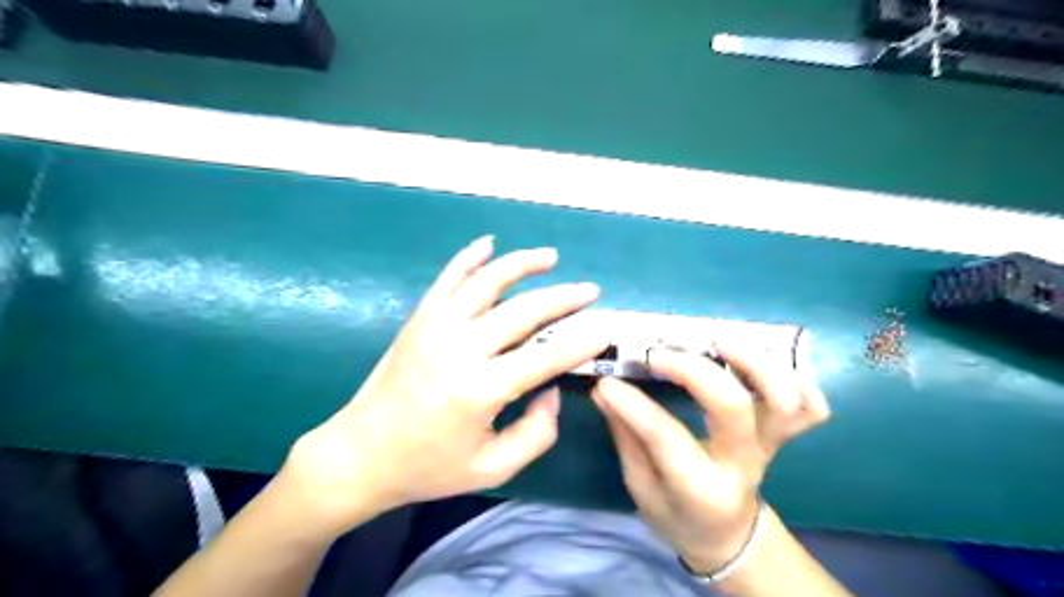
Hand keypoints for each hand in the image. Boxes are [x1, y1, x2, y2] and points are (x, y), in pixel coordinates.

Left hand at [282, 235, 607, 539]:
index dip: (579, 342)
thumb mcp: (493, 469)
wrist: (360, 454)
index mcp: (480, 391)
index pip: (544, 357)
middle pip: (522, 311)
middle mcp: (459, 349)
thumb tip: (552, 389)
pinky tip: (488, 242)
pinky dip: (469, 257)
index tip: (605, 328)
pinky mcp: (419, 319)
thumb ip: (536, 434)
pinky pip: (447, 279)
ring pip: (486, 282)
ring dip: (521, 264)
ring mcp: (435, 327)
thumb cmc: (429, 466)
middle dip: (563, 298)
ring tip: (550, 257)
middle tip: (590, 291)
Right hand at [590, 344, 830, 573]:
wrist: (727, 534)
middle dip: (692, 369)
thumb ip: (626, 436)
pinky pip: (811, 406)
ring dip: (752, 361)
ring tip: (715, 341)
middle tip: (658, 354)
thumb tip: (605, 388)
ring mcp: (770, 446)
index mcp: (701, 488)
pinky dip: (796, 378)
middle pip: (732, 406)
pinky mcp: (783, 434)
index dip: (634, 404)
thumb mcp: (641, 487)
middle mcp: (743, 463)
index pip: (666, 437)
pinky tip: (760, 361)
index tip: (607, 382)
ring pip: (784, 399)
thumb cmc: (677, 514)